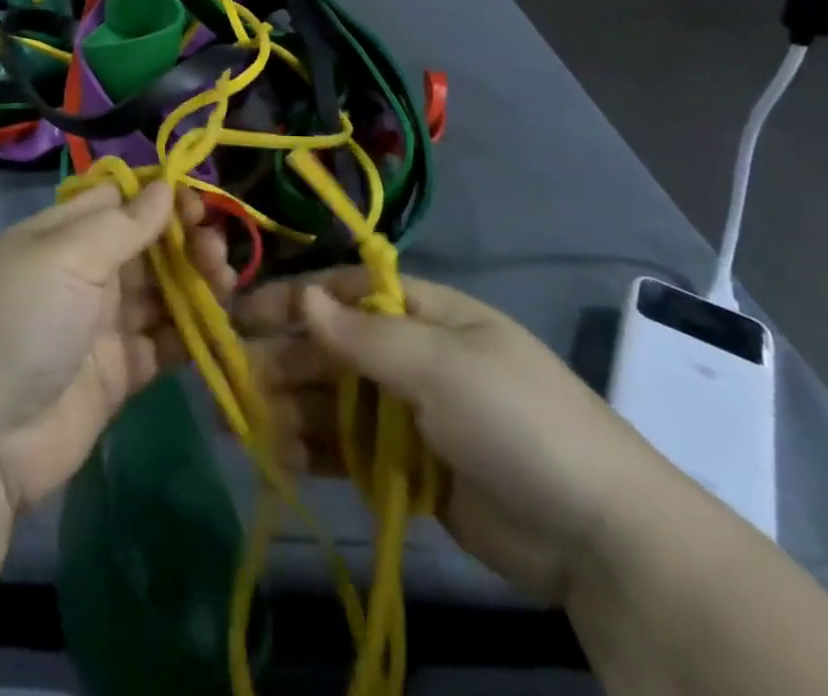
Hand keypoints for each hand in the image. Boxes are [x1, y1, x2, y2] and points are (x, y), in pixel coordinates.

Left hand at [0, 181, 232, 514]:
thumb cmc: (23, 322)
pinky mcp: (120, 371)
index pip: (119, 200)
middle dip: (185, 240)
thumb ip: (123, 224)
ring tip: (224, 280)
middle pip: (147, 244)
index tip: (198, 203)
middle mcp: (85, 273)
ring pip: (162, 290)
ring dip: (196, 280)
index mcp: (64, 235)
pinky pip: (163, 341)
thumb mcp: (66, 257)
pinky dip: (190, 331)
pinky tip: (215, 324)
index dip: (160, 197)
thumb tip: (166, 187)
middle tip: (215, 249)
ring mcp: (102, 323)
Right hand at [236, 270, 682, 604]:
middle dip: (283, 360)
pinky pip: (348, 450)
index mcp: (425, 313)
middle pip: (332, 348)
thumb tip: (303, 296)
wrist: (596, 534)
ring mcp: (409, 414)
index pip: (345, 293)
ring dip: (290, 409)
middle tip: (231, 381)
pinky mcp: (408, 469)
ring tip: (246, 427)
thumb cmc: (515, 419)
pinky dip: (314, 451)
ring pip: (334, 401)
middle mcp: (411, 355)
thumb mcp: (441, 365)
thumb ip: (365, 334)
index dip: (293, 300)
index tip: (240, 314)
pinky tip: (279, 458)